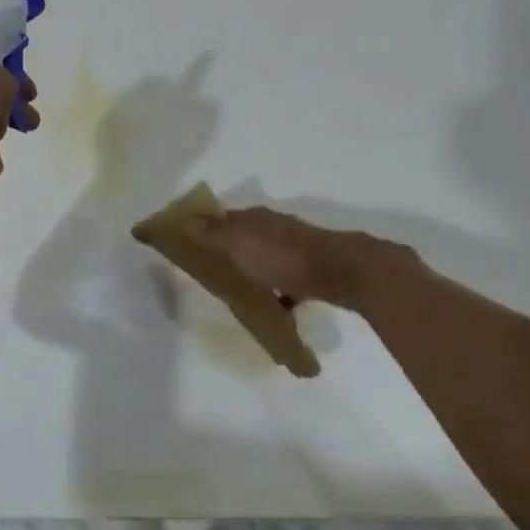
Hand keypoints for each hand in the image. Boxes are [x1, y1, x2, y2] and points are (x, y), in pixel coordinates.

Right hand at [202, 206, 413, 311]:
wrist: (342, 272)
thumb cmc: (285, 257)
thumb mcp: (241, 243)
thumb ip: (214, 233)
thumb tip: (187, 219)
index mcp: (256, 218)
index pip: (222, 218)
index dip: (204, 228)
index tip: (186, 244)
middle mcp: (275, 228)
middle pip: (245, 238)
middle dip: (228, 251)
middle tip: (209, 273)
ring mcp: (296, 249)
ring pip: (266, 259)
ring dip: (253, 271)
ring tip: (238, 294)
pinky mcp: (311, 271)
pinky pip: (287, 283)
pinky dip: (279, 293)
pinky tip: (274, 311)